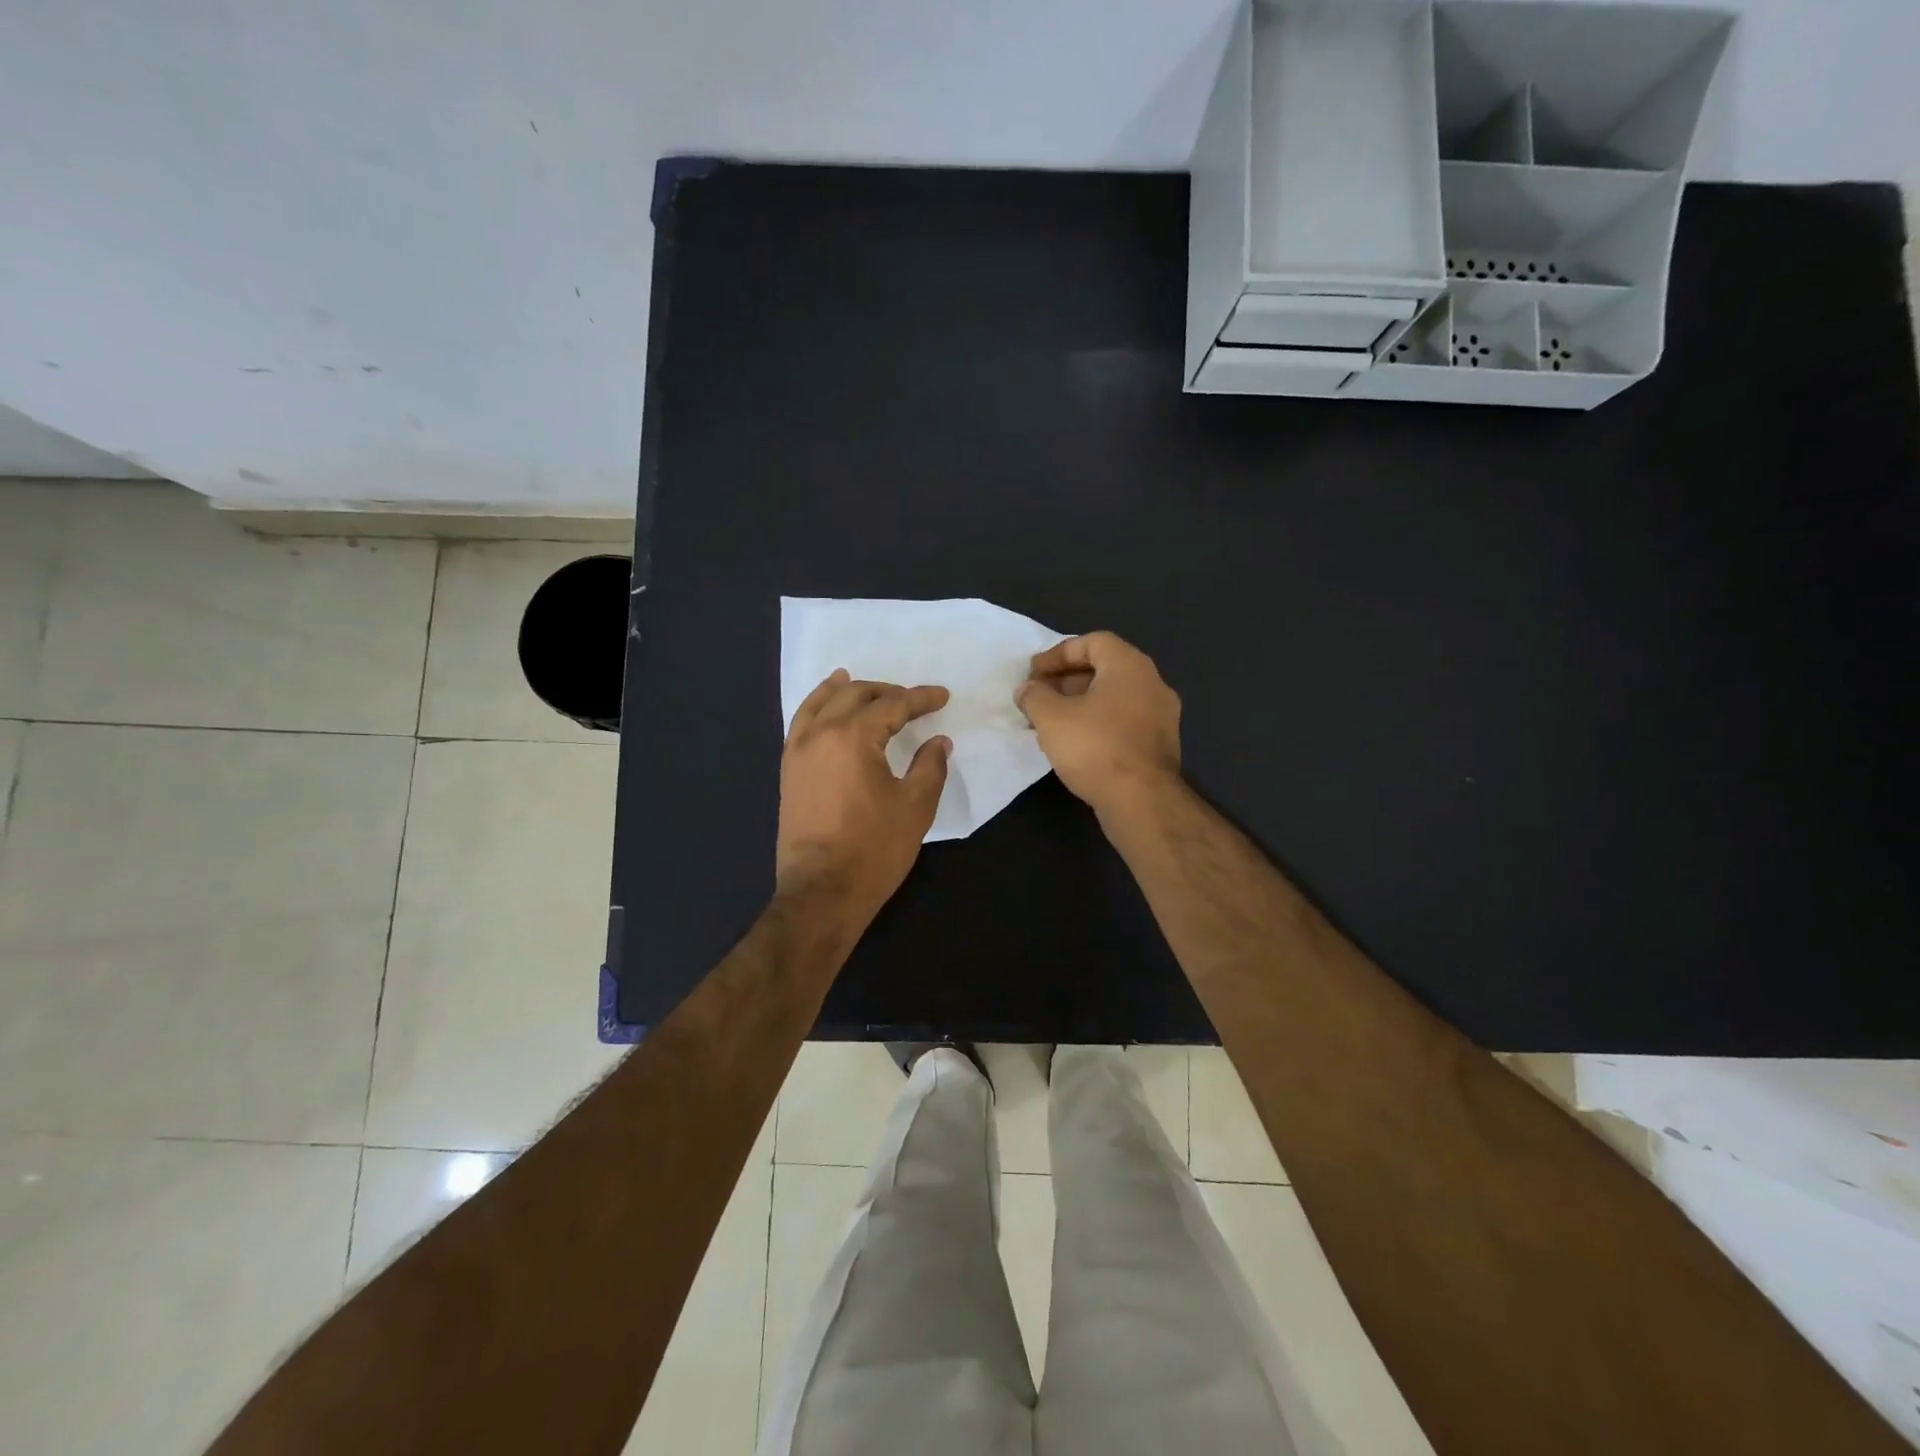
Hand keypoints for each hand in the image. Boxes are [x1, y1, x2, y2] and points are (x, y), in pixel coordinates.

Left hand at [777, 669, 950, 918]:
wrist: (822, 893)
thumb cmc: (874, 849)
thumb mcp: (915, 807)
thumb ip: (930, 766)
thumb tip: (939, 741)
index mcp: (853, 737)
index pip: (892, 705)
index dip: (920, 699)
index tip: (942, 697)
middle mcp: (820, 735)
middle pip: (853, 696)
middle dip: (885, 691)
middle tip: (910, 699)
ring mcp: (798, 753)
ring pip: (818, 705)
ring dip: (842, 691)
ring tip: (854, 680)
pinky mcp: (788, 773)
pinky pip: (800, 726)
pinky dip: (814, 709)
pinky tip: (824, 712)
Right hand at [1016, 632, 1180, 815]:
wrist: (1141, 801)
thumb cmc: (1095, 747)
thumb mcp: (1051, 717)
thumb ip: (1034, 696)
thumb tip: (1027, 689)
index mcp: (1130, 666)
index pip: (1092, 642)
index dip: (1058, 654)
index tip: (1033, 674)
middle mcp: (1152, 683)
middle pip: (1104, 669)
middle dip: (1066, 680)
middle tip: (1038, 697)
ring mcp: (1161, 716)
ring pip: (1113, 698)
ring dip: (1080, 704)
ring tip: (1050, 723)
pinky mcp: (1159, 745)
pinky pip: (1123, 721)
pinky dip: (1097, 723)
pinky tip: (1074, 744)